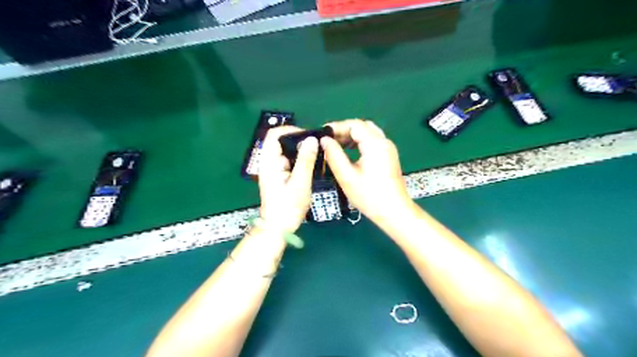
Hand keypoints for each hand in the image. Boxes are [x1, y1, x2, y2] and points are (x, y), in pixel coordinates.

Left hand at [257, 127, 317, 232]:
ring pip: (286, 151)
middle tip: (315, 146)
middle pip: (280, 141)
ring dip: (300, 150)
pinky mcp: (278, 176)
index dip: (291, 130)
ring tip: (316, 155)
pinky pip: (288, 161)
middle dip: (298, 140)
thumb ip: (306, 160)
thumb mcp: (300, 183)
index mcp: (269, 162)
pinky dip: (299, 159)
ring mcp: (273, 169)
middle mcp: (269, 162)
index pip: (274, 134)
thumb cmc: (288, 206)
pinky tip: (311, 165)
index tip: (308, 136)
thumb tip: (312, 139)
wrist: (278, 227)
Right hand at [321, 120, 415, 225]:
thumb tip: (324, 140)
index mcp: (375, 144)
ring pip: (368, 133)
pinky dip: (359, 142)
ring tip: (336, 146)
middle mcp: (384, 142)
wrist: (394, 212)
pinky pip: (373, 141)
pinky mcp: (389, 156)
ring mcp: (388, 149)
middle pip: (362, 126)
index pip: (354, 124)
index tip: (323, 135)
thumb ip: (334, 155)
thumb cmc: (369, 196)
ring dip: (352, 136)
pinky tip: (349, 152)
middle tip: (329, 141)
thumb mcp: (347, 176)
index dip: (337, 127)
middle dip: (344, 130)